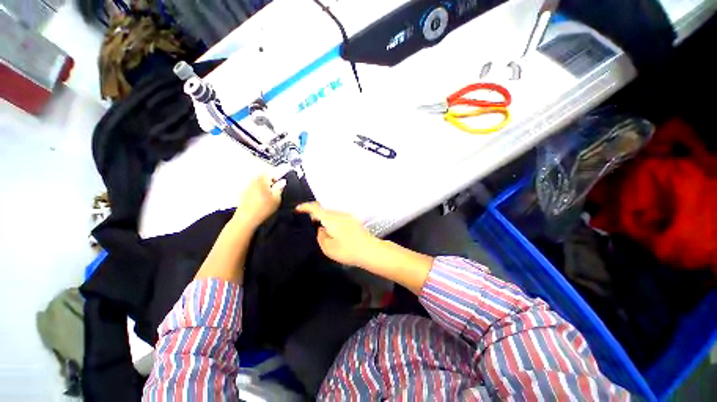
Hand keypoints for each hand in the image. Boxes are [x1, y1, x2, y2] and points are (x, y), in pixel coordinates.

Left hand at [234, 174, 285, 228]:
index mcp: (262, 179)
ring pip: (258, 181)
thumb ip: (280, 188)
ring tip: (271, 193)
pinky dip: (260, 189)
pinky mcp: (244, 193)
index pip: (271, 171)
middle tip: (278, 187)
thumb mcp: (277, 199)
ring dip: (265, 184)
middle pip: (263, 175)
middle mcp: (253, 180)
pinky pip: (254, 187)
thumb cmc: (263, 208)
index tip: (282, 180)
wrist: (246, 219)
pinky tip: (263, 198)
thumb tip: (283, 181)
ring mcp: (247, 186)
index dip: (278, 174)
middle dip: (271, 179)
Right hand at [296, 202, 433, 292]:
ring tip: (320, 228)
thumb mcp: (328, 248)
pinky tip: (332, 230)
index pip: (315, 208)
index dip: (305, 207)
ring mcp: (347, 216)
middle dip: (315, 214)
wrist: (370, 250)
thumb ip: (320, 237)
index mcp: (331, 219)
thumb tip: (320, 229)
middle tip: (309, 223)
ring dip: (324, 217)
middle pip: (324, 210)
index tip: (298, 209)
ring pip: (331, 213)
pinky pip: (338, 216)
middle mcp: (339, 214)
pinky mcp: (353, 220)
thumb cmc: (348, 250)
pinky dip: (332, 220)